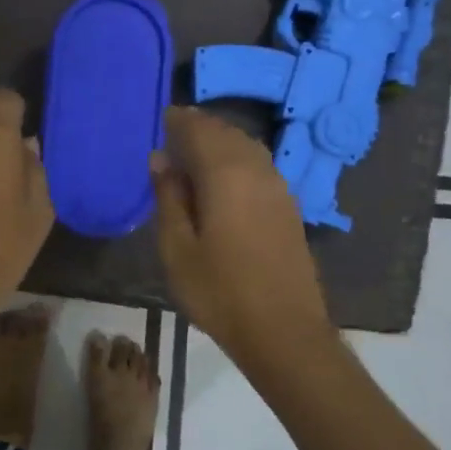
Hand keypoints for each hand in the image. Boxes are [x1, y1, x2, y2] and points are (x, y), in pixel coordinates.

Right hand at [152, 106, 333, 365]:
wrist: (283, 330)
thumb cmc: (220, 292)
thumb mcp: (178, 249)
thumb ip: (168, 198)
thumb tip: (160, 159)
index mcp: (226, 174)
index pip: (200, 130)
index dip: (179, 121)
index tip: (161, 119)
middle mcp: (257, 170)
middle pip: (227, 133)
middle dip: (201, 128)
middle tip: (174, 134)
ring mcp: (279, 188)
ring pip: (248, 148)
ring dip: (222, 143)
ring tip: (196, 155)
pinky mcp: (290, 207)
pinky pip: (260, 166)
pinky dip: (239, 160)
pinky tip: (225, 181)